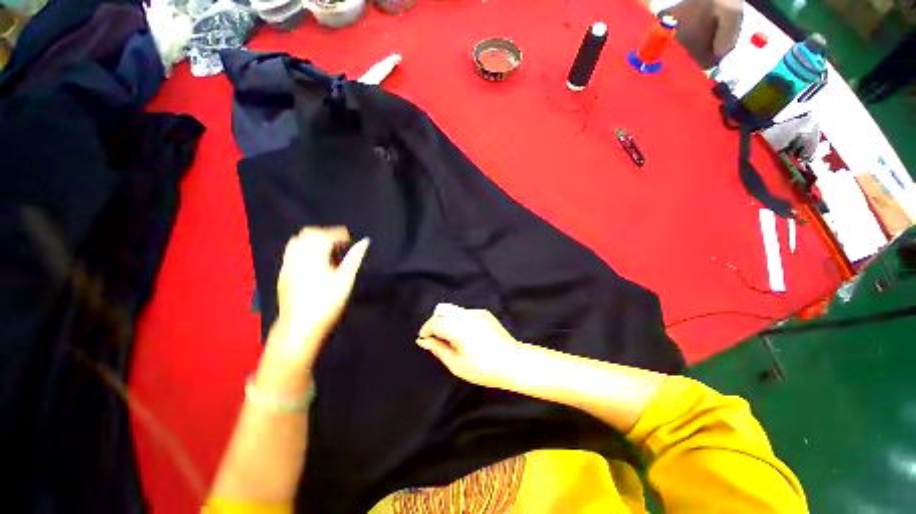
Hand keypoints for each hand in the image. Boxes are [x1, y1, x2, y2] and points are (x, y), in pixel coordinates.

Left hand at [270, 226, 368, 368]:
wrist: (299, 326)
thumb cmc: (327, 303)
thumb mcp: (345, 280)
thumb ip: (354, 258)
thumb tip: (365, 241)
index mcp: (314, 255)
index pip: (326, 234)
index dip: (339, 233)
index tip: (349, 239)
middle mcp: (297, 255)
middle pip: (309, 233)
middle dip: (325, 234)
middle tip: (339, 244)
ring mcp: (287, 263)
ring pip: (297, 240)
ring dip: (312, 240)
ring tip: (326, 251)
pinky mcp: (282, 272)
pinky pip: (291, 251)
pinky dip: (303, 249)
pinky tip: (312, 261)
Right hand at [416, 304, 523, 388]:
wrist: (513, 362)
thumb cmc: (483, 368)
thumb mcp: (456, 364)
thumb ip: (438, 349)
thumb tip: (424, 341)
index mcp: (458, 328)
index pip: (435, 322)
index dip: (426, 329)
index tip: (424, 339)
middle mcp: (466, 315)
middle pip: (442, 309)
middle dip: (435, 321)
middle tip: (436, 338)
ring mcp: (477, 312)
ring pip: (454, 310)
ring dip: (447, 320)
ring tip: (452, 338)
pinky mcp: (485, 313)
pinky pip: (466, 313)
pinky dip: (460, 321)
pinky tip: (467, 336)